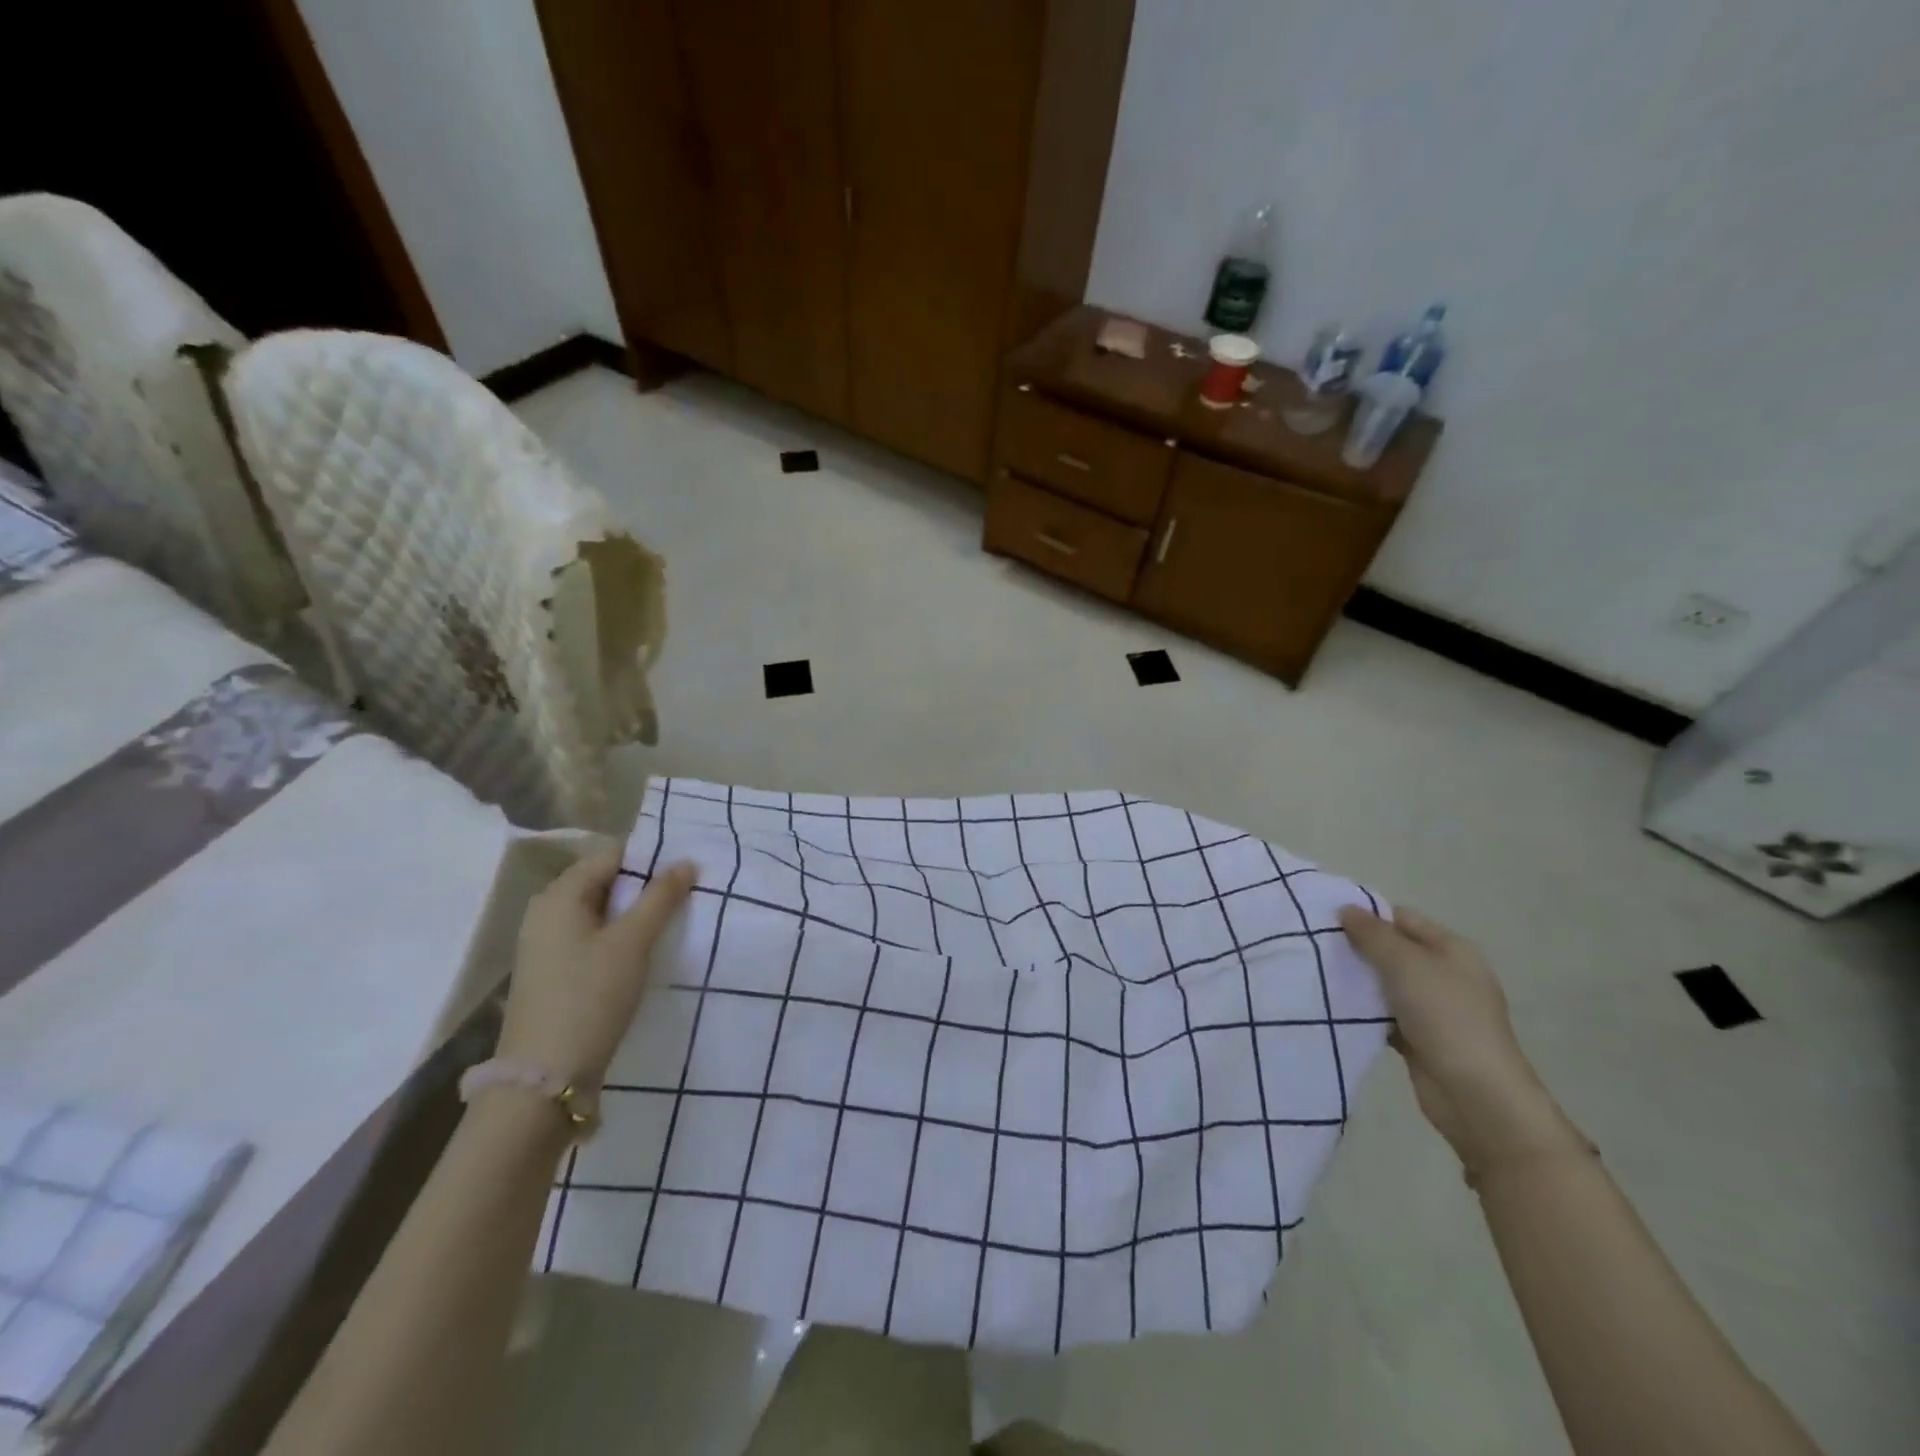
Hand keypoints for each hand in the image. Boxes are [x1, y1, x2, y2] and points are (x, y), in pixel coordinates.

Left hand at [498, 846, 697, 1087]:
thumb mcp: (633, 942)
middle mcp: (546, 912)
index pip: (612, 855)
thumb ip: (661, 898)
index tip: (687, 871)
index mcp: (559, 895)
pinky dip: (619, 938)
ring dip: (634, 914)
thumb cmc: (590, 997)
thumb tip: (685, 862)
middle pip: (604, 882)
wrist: (544, 1078)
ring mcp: (546, 945)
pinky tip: (643, 954)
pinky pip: (591, 938)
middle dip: (645, 887)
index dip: (651, 859)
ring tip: (672, 923)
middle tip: (686, 897)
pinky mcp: (553, 973)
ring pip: (600, 912)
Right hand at [1338, 904, 1581, 1175]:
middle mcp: (1445, 975)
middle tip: (1317, 947)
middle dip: (1358, 948)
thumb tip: (1346, 909)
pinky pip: (1384, 1014)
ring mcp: (1434, 1009)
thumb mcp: (1405, 964)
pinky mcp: (1419, 1038)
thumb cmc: (1445, 1016)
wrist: (1476, 1095)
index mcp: (1452, 950)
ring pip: (1385, 984)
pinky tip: (1334, 1007)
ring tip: (1316, 973)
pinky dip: (1363, 1011)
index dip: (1368, 916)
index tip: (1327, 920)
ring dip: (1357, 981)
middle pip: (1393, 951)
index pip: (1403, 919)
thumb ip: (1373, 935)